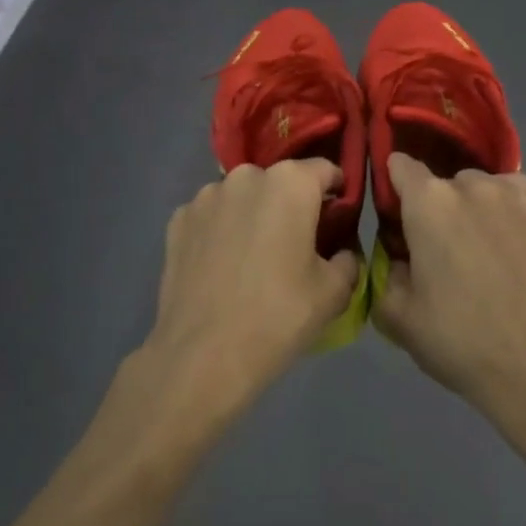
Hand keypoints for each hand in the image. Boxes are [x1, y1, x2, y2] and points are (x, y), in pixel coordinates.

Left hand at [136, 160, 360, 430]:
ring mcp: (205, 196)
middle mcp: (245, 176)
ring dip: (253, 216)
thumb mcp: (335, 291)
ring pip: (242, 197)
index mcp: (290, 183)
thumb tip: (340, 250)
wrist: (203, 355)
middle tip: (296, 245)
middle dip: (292, 205)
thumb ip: (348, 258)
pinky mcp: (177, 221)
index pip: (325, 170)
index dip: (337, 194)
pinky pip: (212, 217)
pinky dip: (221, 231)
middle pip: (280, 182)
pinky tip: (222, 267)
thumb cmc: (279, 316)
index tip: (337, 222)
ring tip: (254, 259)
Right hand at [372, 153, 525, 418]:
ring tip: (481, 250)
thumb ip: (385, 269)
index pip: (399, 166)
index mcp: (428, 203)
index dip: (393, 187)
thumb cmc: (456, 338)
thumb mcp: (395, 313)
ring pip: (480, 187)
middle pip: (442, 182)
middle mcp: (471, 185)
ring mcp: (513, 194)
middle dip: (435, 208)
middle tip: (441, 252)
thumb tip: (400, 252)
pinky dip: (505, 209)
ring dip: (472, 207)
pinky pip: (513, 194)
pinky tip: (508, 243)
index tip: (396, 218)